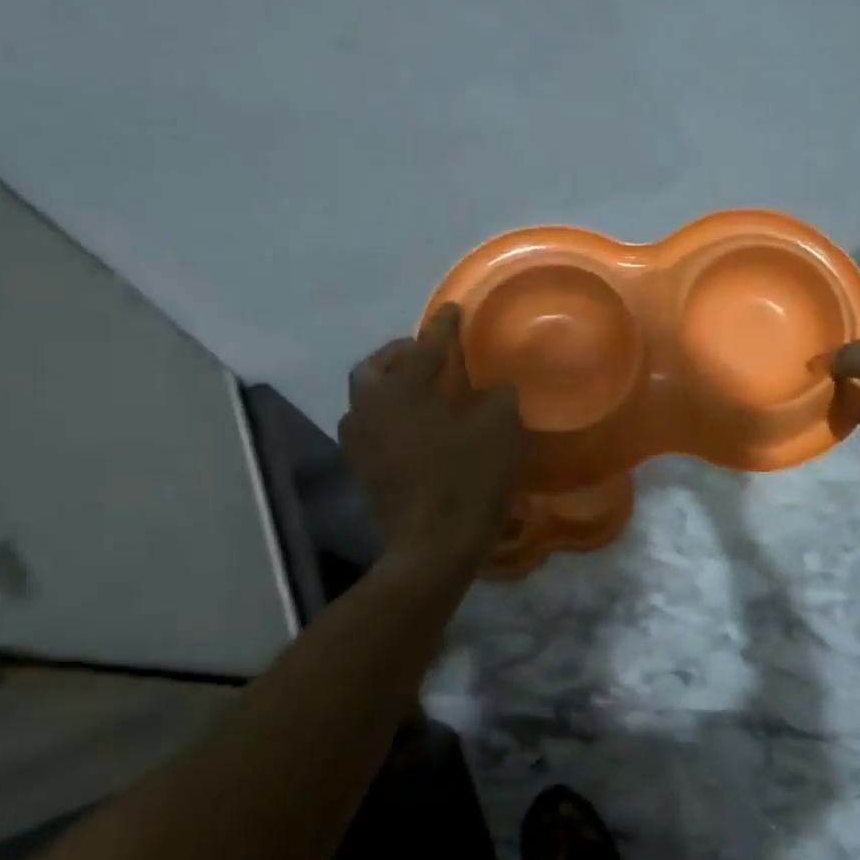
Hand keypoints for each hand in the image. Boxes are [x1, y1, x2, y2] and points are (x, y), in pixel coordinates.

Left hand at [339, 305, 525, 567]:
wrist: (431, 549)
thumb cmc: (465, 481)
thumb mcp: (499, 430)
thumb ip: (498, 398)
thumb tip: (495, 389)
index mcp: (401, 392)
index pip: (425, 347)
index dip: (443, 327)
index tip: (454, 310)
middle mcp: (370, 410)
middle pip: (375, 368)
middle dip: (400, 353)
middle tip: (427, 352)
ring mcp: (361, 445)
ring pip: (366, 399)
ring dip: (390, 385)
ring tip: (420, 389)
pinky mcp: (364, 473)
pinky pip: (371, 428)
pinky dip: (390, 416)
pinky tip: (417, 427)